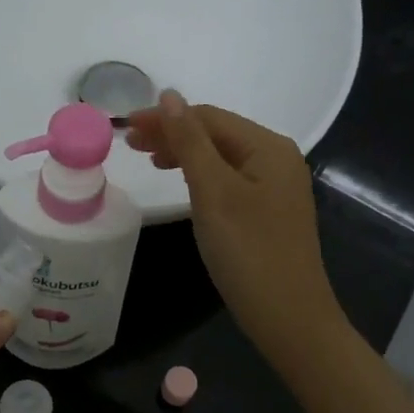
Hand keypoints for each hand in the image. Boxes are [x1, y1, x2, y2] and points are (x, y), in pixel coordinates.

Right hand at [127, 91, 343, 369]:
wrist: (289, 318)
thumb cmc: (248, 251)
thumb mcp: (213, 192)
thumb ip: (189, 142)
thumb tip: (169, 95)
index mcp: (268, 147)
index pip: (209, 117)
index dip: (165, 117)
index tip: (124, 127)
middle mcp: (277, 158)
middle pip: (216, 134)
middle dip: (173, 133)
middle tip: (131, 145)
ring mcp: (276, 186)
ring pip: (221, 157)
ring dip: (185, 153)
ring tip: (150, 161)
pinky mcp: (269, 211)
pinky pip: (229, 179)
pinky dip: (201, 175)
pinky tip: (184, 183)